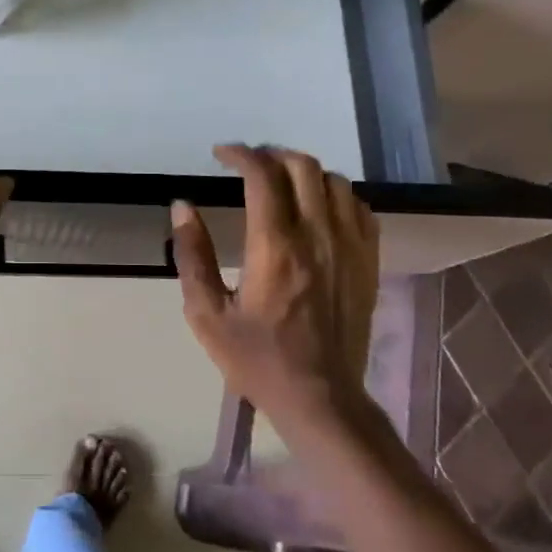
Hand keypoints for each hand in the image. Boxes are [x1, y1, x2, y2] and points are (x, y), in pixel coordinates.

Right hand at [171, 144, 382, 439]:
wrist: (320, 398)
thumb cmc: (256, 358)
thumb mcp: (206, 314)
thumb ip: (192, 255)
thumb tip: (183, 207)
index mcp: (275, 246)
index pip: (262, 175)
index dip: (240, 154)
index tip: (220, 154)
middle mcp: (317, 235)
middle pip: (302, 167)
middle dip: (271, 154)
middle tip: (248, 165)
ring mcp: (349, 247)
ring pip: (334, 182)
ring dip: (304, 172)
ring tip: (281, 183)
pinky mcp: (368, 262)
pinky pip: (360, 208)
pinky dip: (336, 195)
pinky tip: (319, 208)